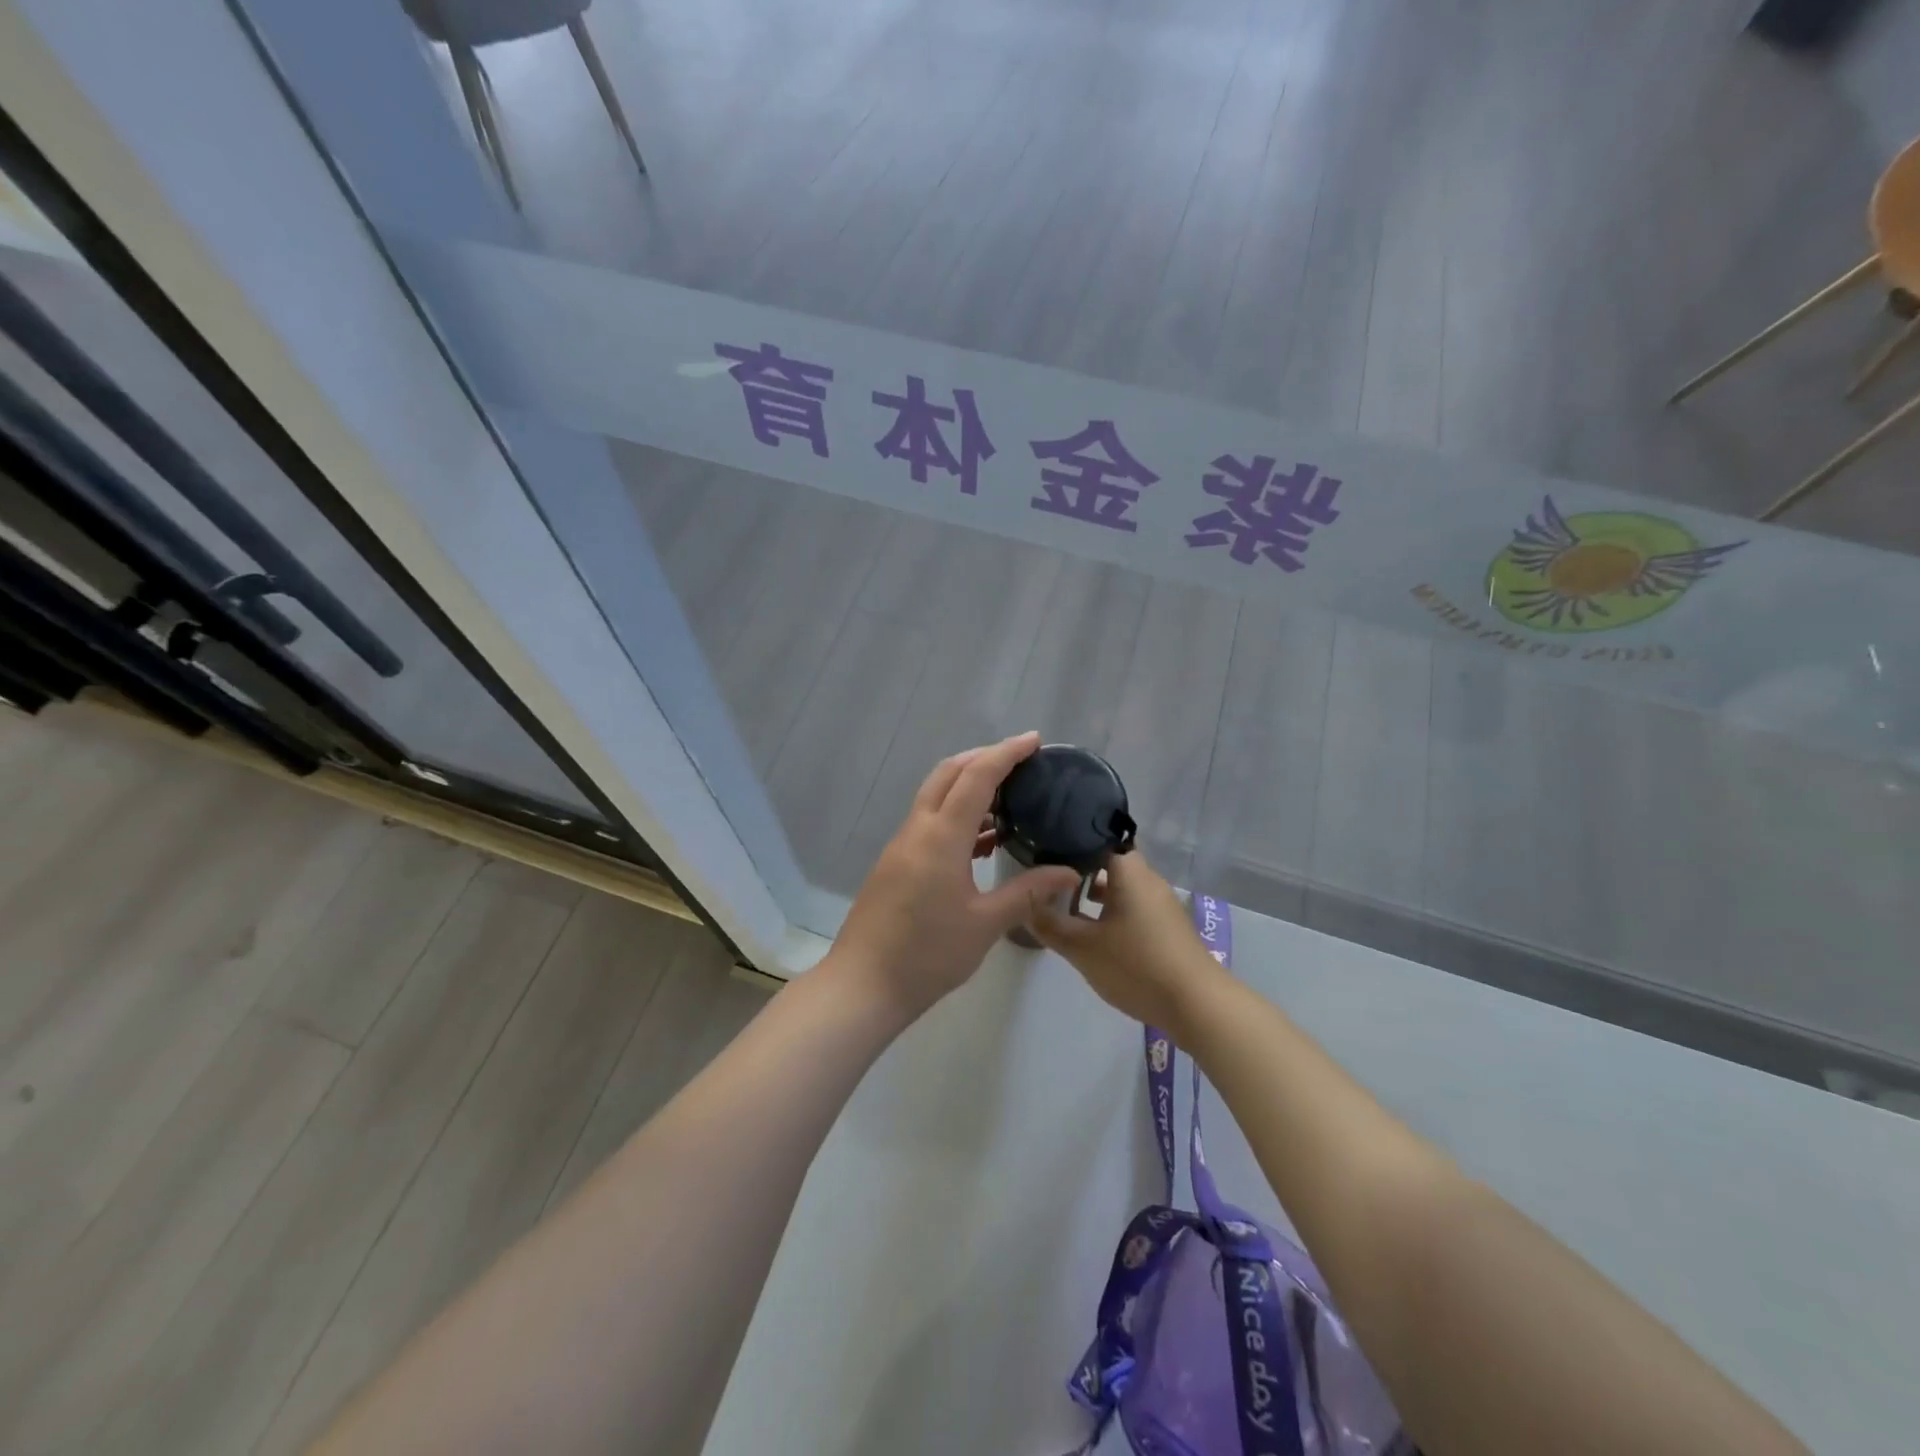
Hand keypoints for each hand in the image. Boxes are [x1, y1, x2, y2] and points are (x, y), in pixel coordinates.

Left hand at [833, 732, 1081, 1018]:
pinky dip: (956, 815)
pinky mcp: (896, 863)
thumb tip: (1070, 871)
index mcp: (941, 836)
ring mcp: (902, 845)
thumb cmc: (928, 954)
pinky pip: (929, 822)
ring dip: (967, 785)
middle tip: (1021, 763)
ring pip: (935, 795)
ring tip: (1009, 798)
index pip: (976, 777)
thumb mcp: (986, 924)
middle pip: (948, 773)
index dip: (1006, 753)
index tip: (1034, 740)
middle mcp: (918, 830)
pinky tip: (983, 840)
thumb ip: (1028, 892)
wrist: (864, 985)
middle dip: (983, 758)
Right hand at [1032, 852, 1226, 1037]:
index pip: (1096, 838)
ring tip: (1063, 907)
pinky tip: (1093, 932)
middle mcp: (1147, 878)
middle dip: (1077, 871)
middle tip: (1046, 882)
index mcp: (1129, 871)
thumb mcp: (1082, 948)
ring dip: (1094, 895)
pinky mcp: (1167, 926)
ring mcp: (1161, 903)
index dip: (1067, 843)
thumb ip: (1050, 925)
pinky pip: (1132, 906)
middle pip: (1107, 863)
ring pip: (1120, 887)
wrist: (1197, 1005)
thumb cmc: (1137, 966)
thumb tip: (1025, 906)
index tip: (1041, 852)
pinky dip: (1111, 912)